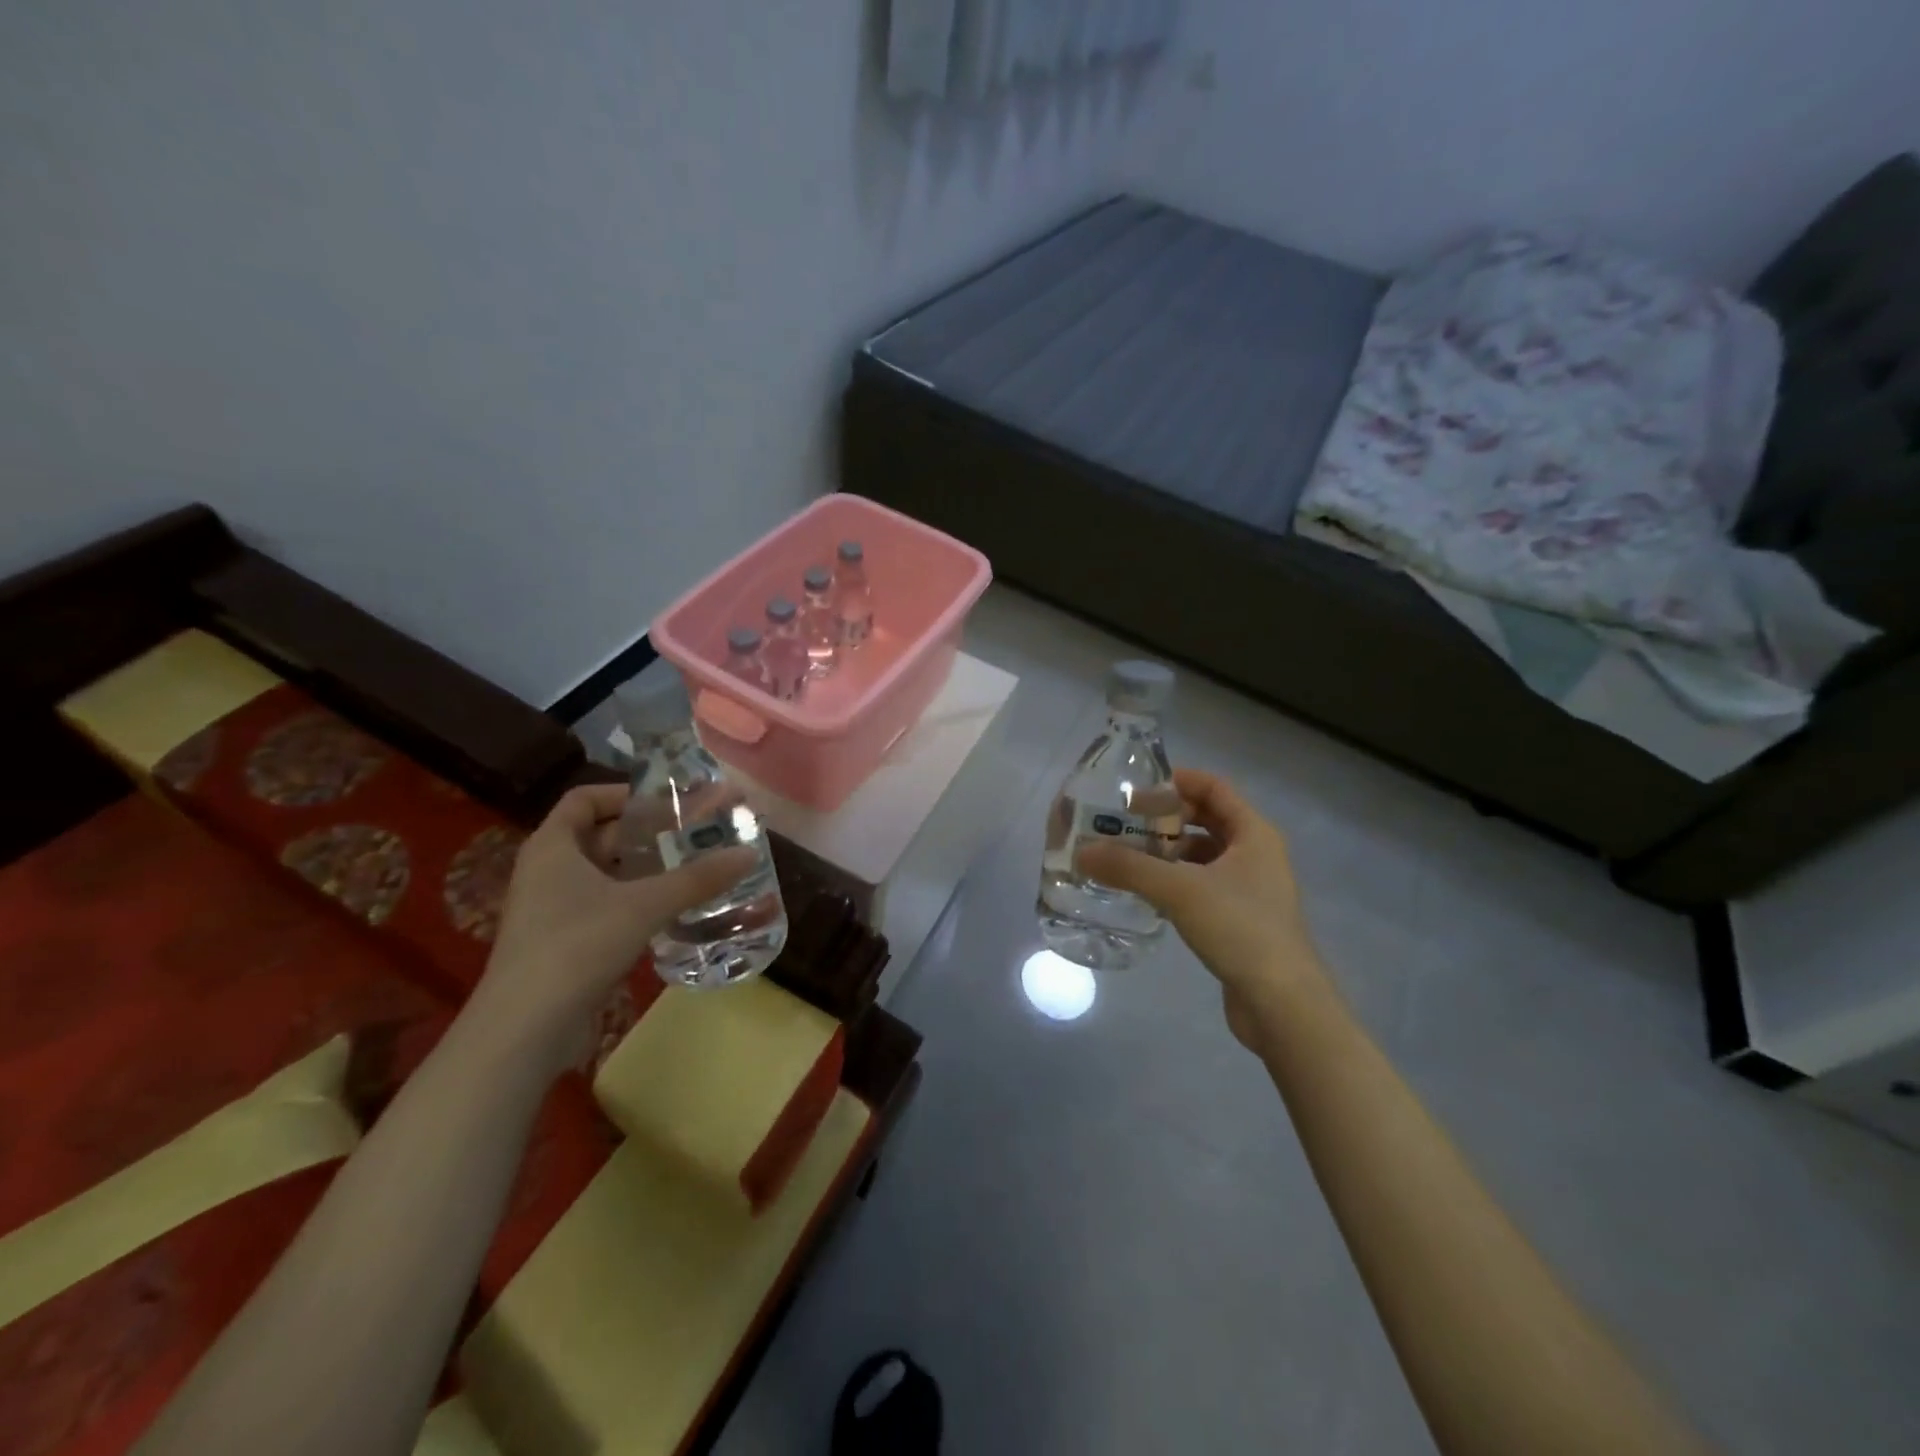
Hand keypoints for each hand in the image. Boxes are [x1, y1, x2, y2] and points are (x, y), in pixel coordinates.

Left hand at [473, 783, 755, 1056]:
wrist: (524, 1030)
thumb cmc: (577, 946)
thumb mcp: (644, 905)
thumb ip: (697, 878)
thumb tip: (749, 852)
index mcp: (553, 846)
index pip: (585, 799)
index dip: (626, 794)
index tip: (670, 801)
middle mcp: (548, 871)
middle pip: (602, 835)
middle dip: (650, 833)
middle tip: (698, 832)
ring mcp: (553, 910)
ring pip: (607, 874)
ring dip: (648, 869)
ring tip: (696, 867)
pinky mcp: (564, 944)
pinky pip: (607, 906)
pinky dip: (638, 901)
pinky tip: (674, 910)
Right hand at [1075, 769, 1324, 1051]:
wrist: (1282, 1003)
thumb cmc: (1240, 928)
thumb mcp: (1179, 890)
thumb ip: (1129, 868)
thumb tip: (1082, 852)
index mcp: (1254, 833)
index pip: (1214, 787)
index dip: (1178, 781)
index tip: (1137, 790)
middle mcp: (1257, 854)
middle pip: (1208, 819)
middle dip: (1168, 818)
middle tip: (1126, 824)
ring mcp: (1251, 888)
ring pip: (1204, 855)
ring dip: (1170, 851)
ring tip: (1129, 857)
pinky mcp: (1241, 918)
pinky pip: (1204, 884)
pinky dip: (1177, 880)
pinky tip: (1148, 893)